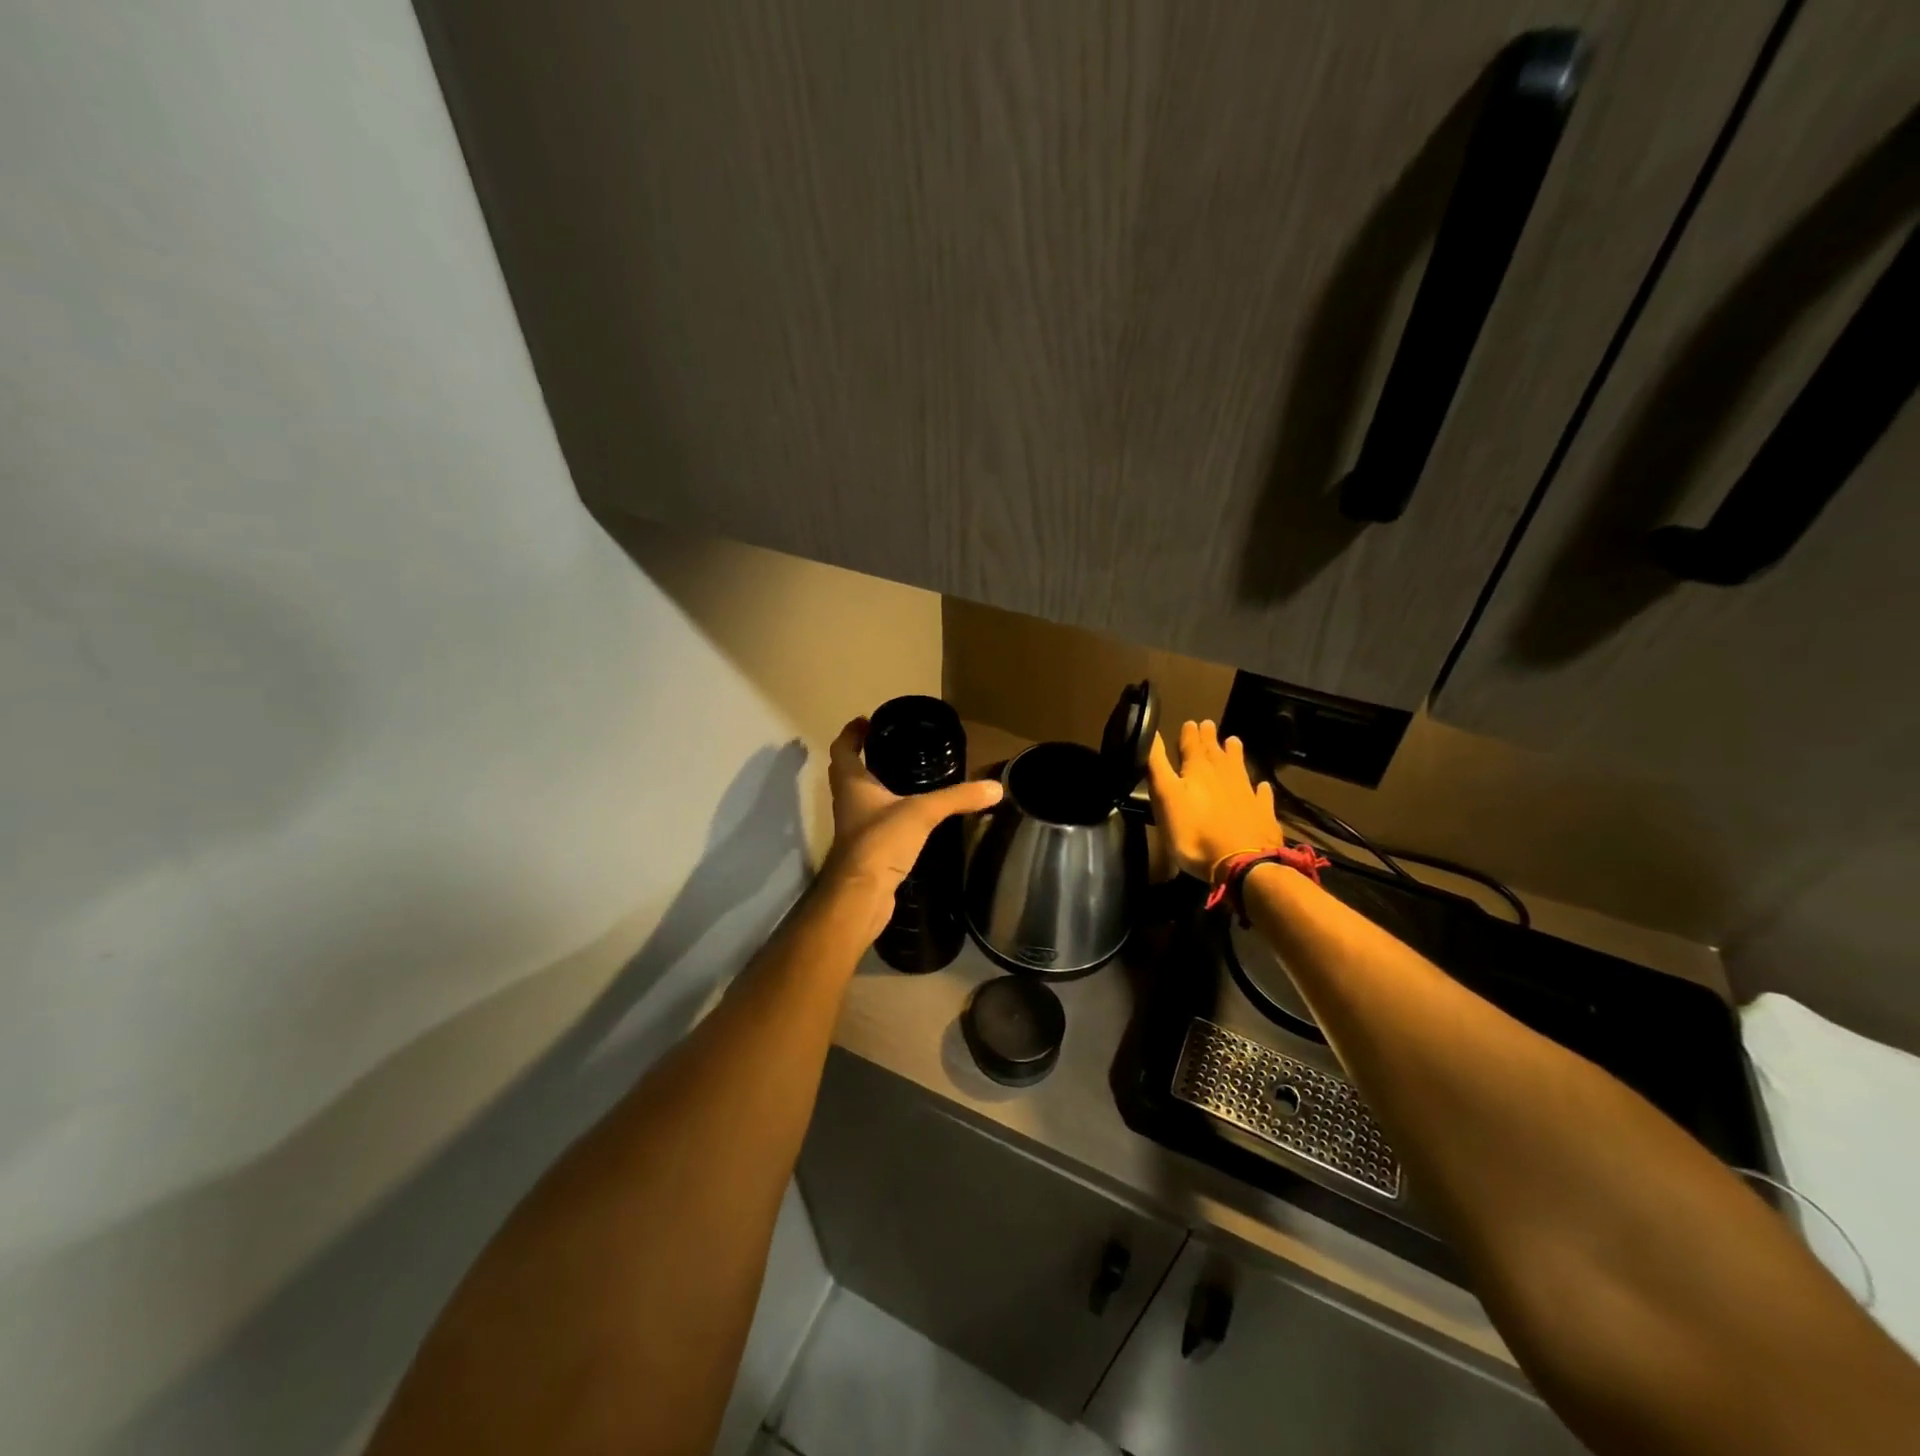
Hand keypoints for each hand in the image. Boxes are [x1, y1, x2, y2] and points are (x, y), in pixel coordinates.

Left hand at [820, 717, 1003, 927]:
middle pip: (848, 772)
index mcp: (852, 783)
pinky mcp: (867, 850)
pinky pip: (876, 823)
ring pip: (862, 799)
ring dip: (876, 786)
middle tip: (889, 746)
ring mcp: (855, 828)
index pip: (842, 749)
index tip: (866, 721)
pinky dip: (888, 813)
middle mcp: (848, 802)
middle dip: (863, 757)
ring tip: (905, 776)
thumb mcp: (922, 812)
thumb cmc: (881, 841)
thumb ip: (957, 798)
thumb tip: (995, 787)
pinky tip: (911, 816)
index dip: (851, 733)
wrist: (862, 895)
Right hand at [1146, 720, 1284, 881]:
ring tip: (1234, 741)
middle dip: (1209, 738)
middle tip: (1208, 725)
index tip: (1190, 722)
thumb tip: (1152, 732)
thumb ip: (1157, 765)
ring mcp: (1247, 794)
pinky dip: (1260, 789)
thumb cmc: (1194, 832)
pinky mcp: (1263, 814)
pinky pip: (1261, 796)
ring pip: (1239, 767)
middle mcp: (1224, 775)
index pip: (1191, 745)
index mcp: (1198, 770)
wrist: (1242, 863)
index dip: (1189, 734)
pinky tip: (1262, 787)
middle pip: (1215, 752)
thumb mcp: (1165, 797)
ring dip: (1235, 754)